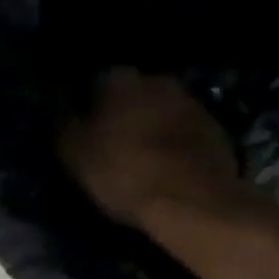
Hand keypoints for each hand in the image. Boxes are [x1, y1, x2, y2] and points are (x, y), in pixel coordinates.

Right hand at [58, 69, 254, 231]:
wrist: (193, 199)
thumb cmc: (124, 173)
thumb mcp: (74, 154)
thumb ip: (65, 123)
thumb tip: (61, 105)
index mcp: (118, 79)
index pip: (95, 82)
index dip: (88, 106)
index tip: (85, 130)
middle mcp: (157, 79)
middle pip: (133, 93)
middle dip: (124, 112)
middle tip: (115, 143)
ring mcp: (191, 102)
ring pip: (162, 110)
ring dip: (154, 126)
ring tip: (145, 157)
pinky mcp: (217, 128)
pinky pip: (187, 131)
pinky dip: (178, 143)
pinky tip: (172, 167)